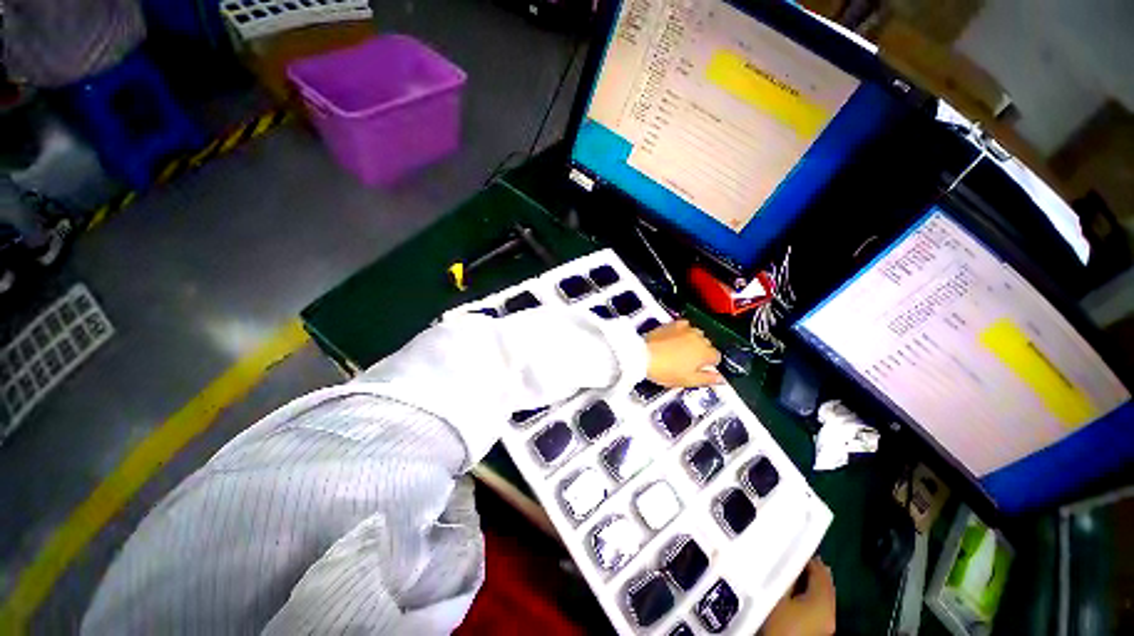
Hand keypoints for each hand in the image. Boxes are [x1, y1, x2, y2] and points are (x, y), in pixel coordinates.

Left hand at [644, 320, 721, 386]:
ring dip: (692, 341)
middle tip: (688, 362)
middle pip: (707, 344)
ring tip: (680, 351)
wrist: (643, 356)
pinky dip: (682, 332)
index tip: (700, 369)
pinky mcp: (673, 324)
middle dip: (700, 352)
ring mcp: (685, 329)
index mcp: (705, 353)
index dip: (709, 364)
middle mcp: (698, 337)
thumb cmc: (664, 370)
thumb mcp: (688, 380)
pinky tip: (675, 339)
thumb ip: (707, 379)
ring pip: (696, 334)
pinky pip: (683, 326)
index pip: (716, 357)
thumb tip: (719, 378)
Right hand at [761, 558, 836, 635]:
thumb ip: (786, 577)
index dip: (806, 557)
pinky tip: (796, 594)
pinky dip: (811, 596)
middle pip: (824, 584)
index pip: (820, 570)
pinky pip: (820, 606)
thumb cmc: (780, 624)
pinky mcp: (822, 630)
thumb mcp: (778, 597)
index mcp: (824, 601)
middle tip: (793, 558)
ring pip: (822, 595)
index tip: (791, 547)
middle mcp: (832, 611)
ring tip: (792, 575)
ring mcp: (829, 623)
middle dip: (811, 570)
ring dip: (810, 583)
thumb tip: (787, 561)